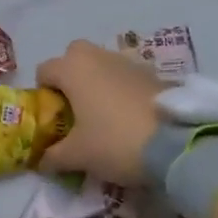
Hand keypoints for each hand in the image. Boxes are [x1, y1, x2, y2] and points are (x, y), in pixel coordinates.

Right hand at [34, 40, 168, 187]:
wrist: (177, 143)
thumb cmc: (114, 141)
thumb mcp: (77, 155)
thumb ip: (52, 156)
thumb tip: (41, 161)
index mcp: (72, 68)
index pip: (44, 70)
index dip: (43, 95)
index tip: (53, 119)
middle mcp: (98, 56)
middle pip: (73, 57)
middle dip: (71, 78)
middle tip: (76, 110)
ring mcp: (128, 62)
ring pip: (102, 64)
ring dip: (98, 83)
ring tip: (105, 116)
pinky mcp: (154, 73)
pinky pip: (126, 76)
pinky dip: (123, 90)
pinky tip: (130, 118)